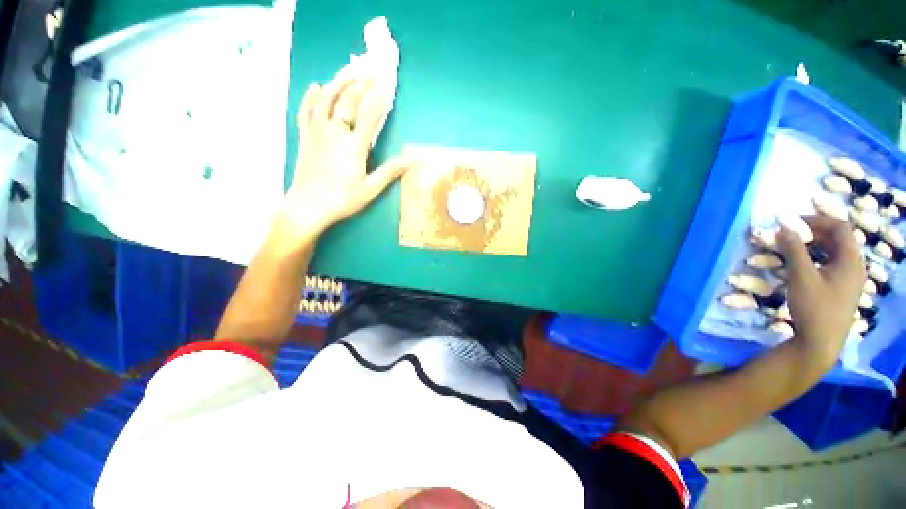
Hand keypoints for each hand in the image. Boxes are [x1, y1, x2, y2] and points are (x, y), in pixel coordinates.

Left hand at [281, 66, 410, 234]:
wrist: (307, 206)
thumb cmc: (342, 199)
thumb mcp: (370, 189)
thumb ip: (390, 172)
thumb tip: (411, 160)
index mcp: (353, 146)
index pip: (369, 115)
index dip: (380, 99)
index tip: (388, 83)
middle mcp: (335, 132)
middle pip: (349, 101)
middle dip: (363, 83)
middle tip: (373, 67)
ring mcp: (317, 132)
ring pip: (327, 99)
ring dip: (339, 81)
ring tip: (349, 67)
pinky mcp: (305, 137)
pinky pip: (306, 111)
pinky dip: (311, 97)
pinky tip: (315, 86)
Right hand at [777, 215, 866, 368]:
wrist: (820, 344)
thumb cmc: (814, 308)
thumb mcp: (801, 278)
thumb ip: (794, 250)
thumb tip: (784, 227)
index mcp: (851, 261)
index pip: (841, 228)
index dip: (818, 220)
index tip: (794, 221)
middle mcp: (855, 267)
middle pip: (840, 239)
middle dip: (816, 231)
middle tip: (791, 232)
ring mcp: (850, 279)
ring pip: (836, 252)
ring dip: (816, 244)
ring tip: (794, 245)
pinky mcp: (842, 289)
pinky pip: (833, 264)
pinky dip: (818, 257)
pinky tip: (803, 264)